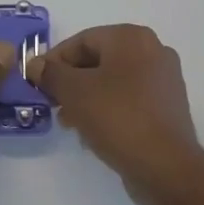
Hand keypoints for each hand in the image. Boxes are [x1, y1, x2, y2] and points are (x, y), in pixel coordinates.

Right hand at [27, 25, 203, 204]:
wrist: (165, 166)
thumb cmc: (117, 118)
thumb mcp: (74, 92)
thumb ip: (51, 74)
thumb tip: (36, 64)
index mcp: (131, 38)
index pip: (82, 40)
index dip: (54, 60)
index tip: (36, 82)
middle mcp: (153, 50)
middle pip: (98, 60)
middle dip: (71, 81)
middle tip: (51, 103)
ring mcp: (164, 79)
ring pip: (113, 81)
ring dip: (87, 97)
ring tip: (69, 122)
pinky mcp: (167, 106)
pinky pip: (129, 99)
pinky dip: (108, 109)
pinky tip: (93, 132)